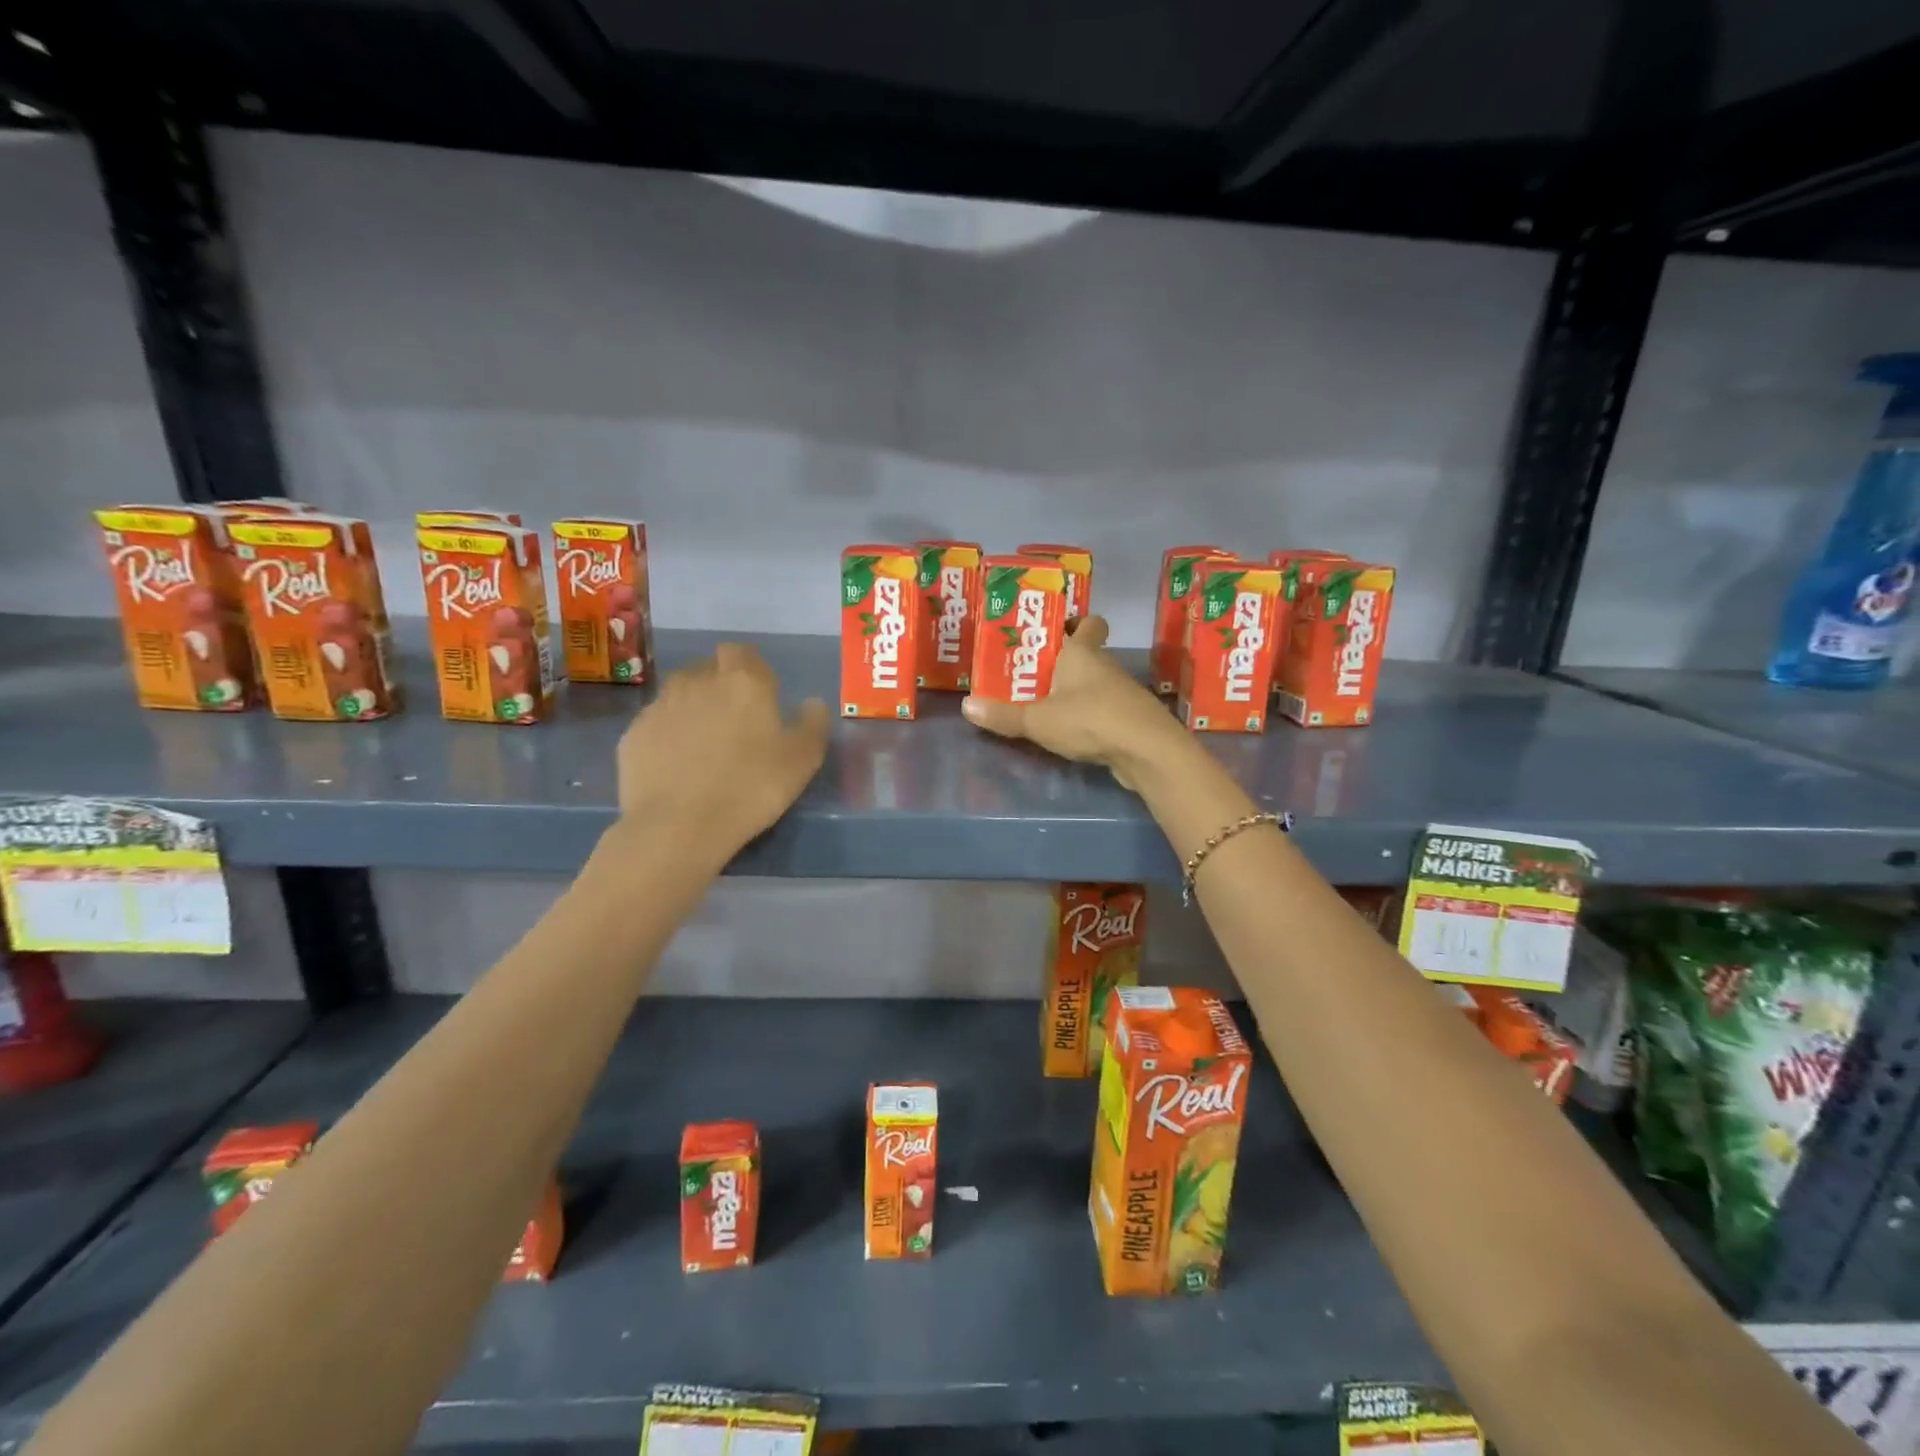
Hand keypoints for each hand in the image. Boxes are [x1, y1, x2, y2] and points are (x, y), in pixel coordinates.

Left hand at [615, 644, 830, 855]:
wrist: (678, 826)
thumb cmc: (751, 788)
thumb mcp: (802, 761)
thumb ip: (813, 725)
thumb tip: (812, 703)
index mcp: (743, 681)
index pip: (742, 653)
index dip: (751, 669)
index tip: (760, 696)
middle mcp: (697, 682)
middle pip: (708, 669)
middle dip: (720, 685)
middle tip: (734, 722)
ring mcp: (659, 706)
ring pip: (678, 694)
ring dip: (692, 707)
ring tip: (703, 743)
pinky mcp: (633, 734)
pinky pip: (655, 724)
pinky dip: (667, 735)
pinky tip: (676, 765)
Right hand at [961, 617, 1186, 789]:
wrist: (1147, 751)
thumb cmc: (1090, 720)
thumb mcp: (1038, 720)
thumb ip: (1003, 715)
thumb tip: (966, 705)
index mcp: (1083, 654)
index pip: (1088, 624)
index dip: (1074, 623)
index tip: (1053, 631)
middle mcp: (1105, 667)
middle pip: (1087, 654)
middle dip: (1062, 661)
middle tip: (1030, 672)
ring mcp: (1121, 694)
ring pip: (1095, 684)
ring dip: (1074, 691)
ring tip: (1043, 704)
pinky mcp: (1130, 720)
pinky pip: (1104, 710)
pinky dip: (1089, 716)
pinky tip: (1070, 731)